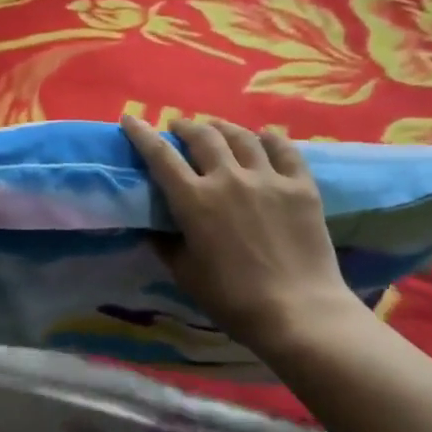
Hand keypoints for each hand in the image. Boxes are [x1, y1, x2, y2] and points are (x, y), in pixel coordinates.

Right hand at [121, 115, 362, 354]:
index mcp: (194, 200)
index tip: (130, 119)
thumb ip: (165, 243)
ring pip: (241, 136)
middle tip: (179, 128)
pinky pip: (284, 149)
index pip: (160, 155)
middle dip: (185, 126)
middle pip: (202, 136)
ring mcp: (268, 178)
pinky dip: (270, 139)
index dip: (141, 134)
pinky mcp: (301, 186)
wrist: (297, 312)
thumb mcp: (184, 273)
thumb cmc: (231, 298)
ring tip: (216, 128)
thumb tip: (153, 226)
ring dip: (222, 127)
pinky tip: (264, 138)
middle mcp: (228, 178)